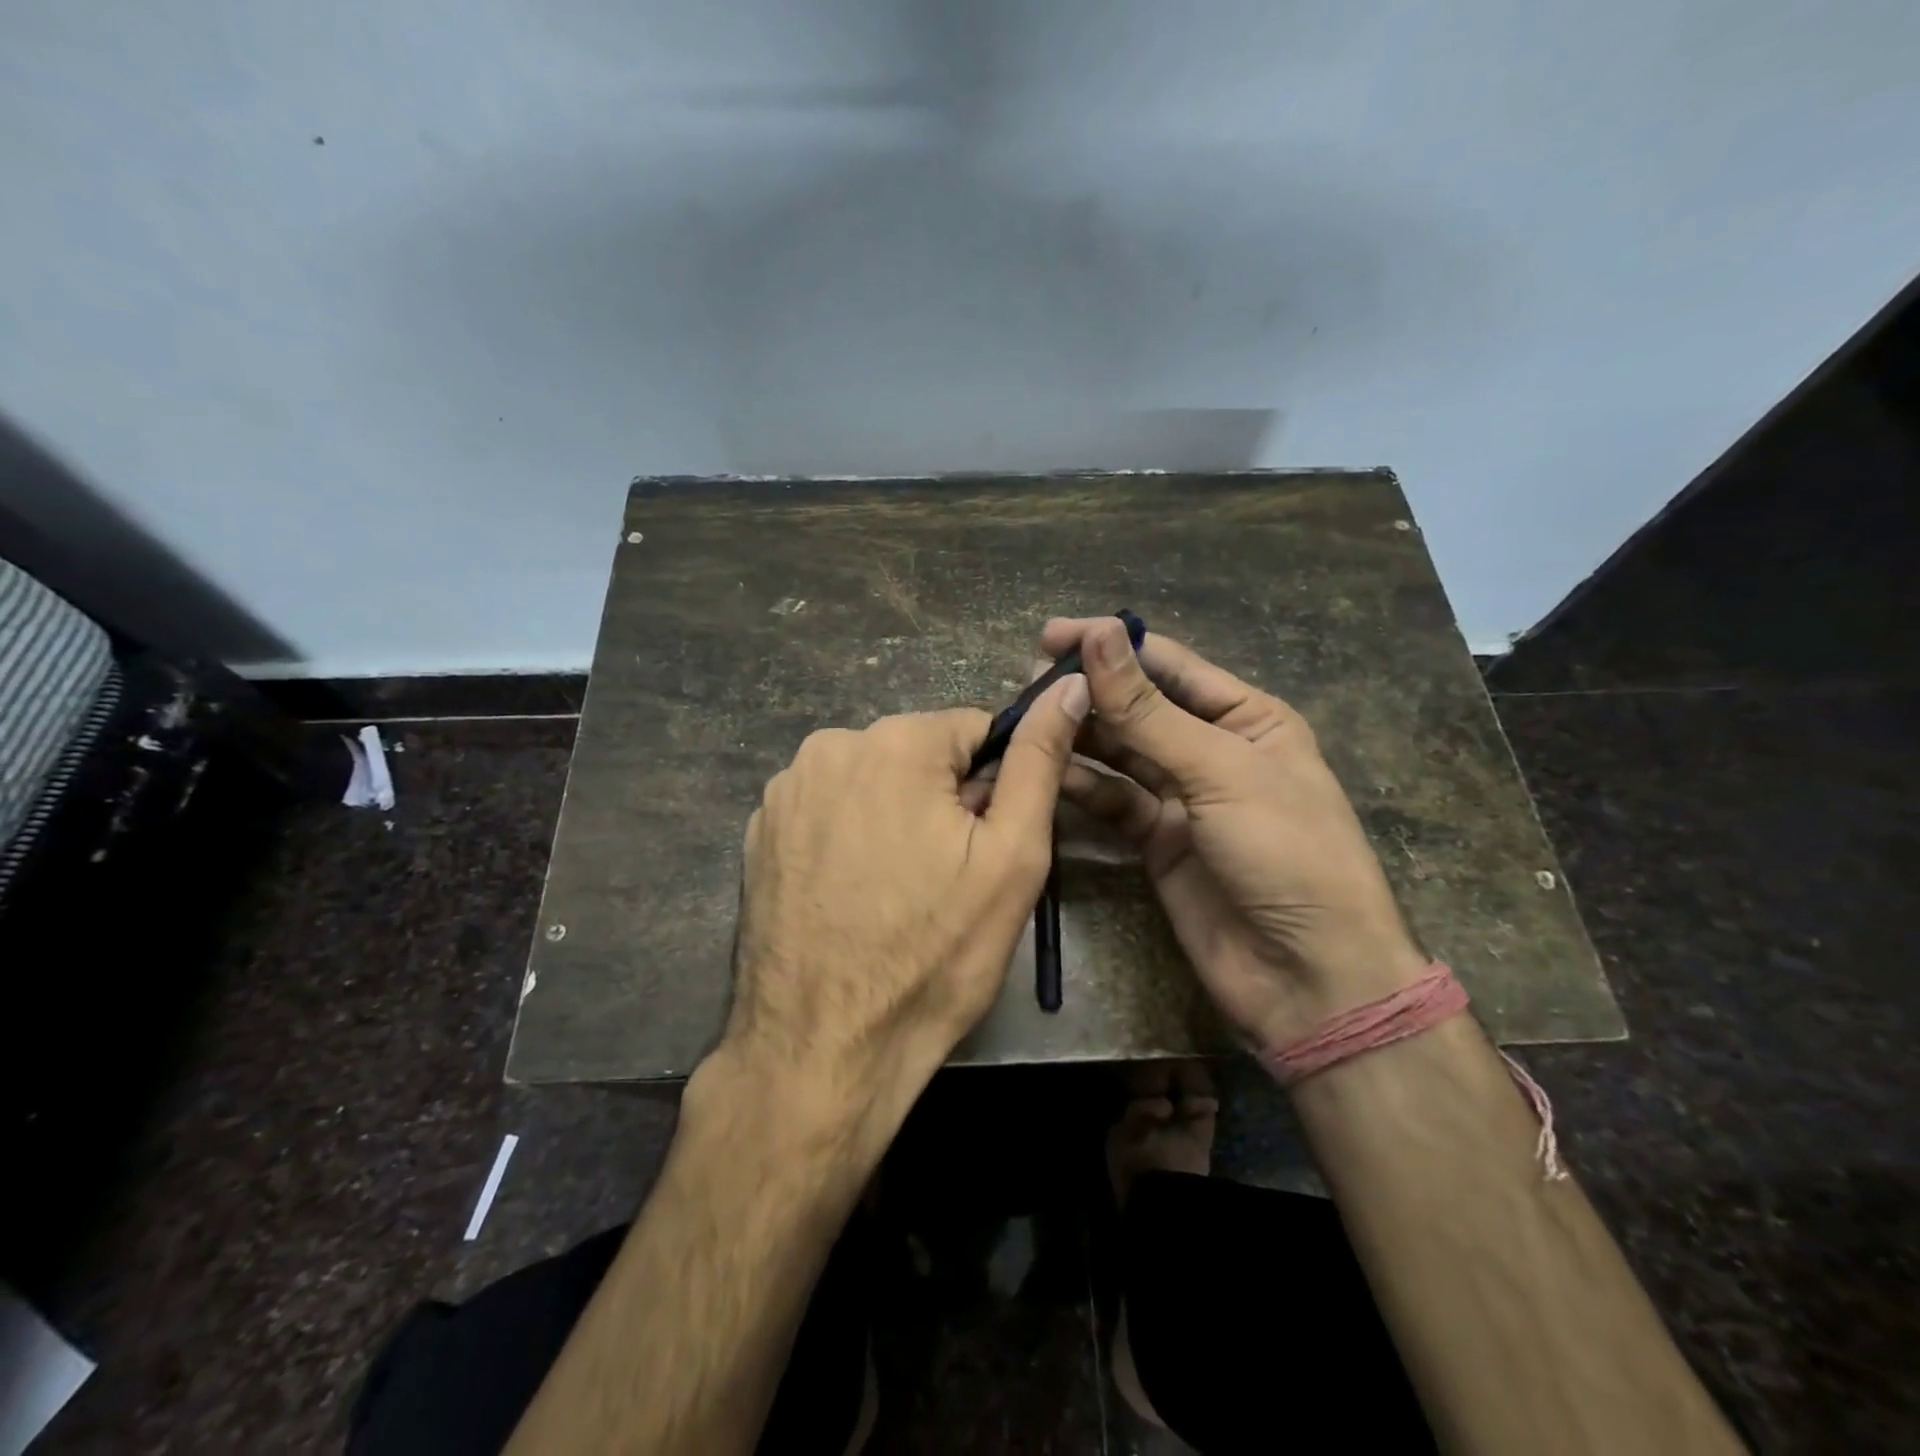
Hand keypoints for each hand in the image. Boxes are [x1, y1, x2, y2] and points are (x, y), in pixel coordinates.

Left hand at [720, 676, 1089, 1133]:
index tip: (990, 843)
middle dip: (944, 801)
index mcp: (893, 742)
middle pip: (919, 756)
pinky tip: (855, 897)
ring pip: (873, 783)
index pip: (974, 729)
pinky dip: (851, 839)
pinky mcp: (760, 834)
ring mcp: (784, 792)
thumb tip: (1068, 687)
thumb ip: (1039, 760)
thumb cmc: (934, 954)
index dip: (995, 784)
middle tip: (949, 878)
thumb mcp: (1012, 857)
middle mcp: (828, 747)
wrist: (822, 1051)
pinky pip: (829, 812)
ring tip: (901, 893)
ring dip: (897, 819)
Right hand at [1046, 617, 1424, 1049]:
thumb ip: (1148, 709)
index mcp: (1247, 717)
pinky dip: (1081, 785)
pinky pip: (1112, 800)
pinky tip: (1046, 771)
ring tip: (1026, 720)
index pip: (1168, 665)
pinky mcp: (1156, 840)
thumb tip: (1098, 632)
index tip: (1049, 635)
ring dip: (1078, 735)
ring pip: (1119, 752)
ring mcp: (1182, 797)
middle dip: (1088, 691)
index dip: (1111, 645)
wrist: (1307, 977)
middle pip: (1138, 706)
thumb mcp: (1219, 771)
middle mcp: (1211, 749)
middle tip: (1028, 682)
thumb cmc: (1285, 854)